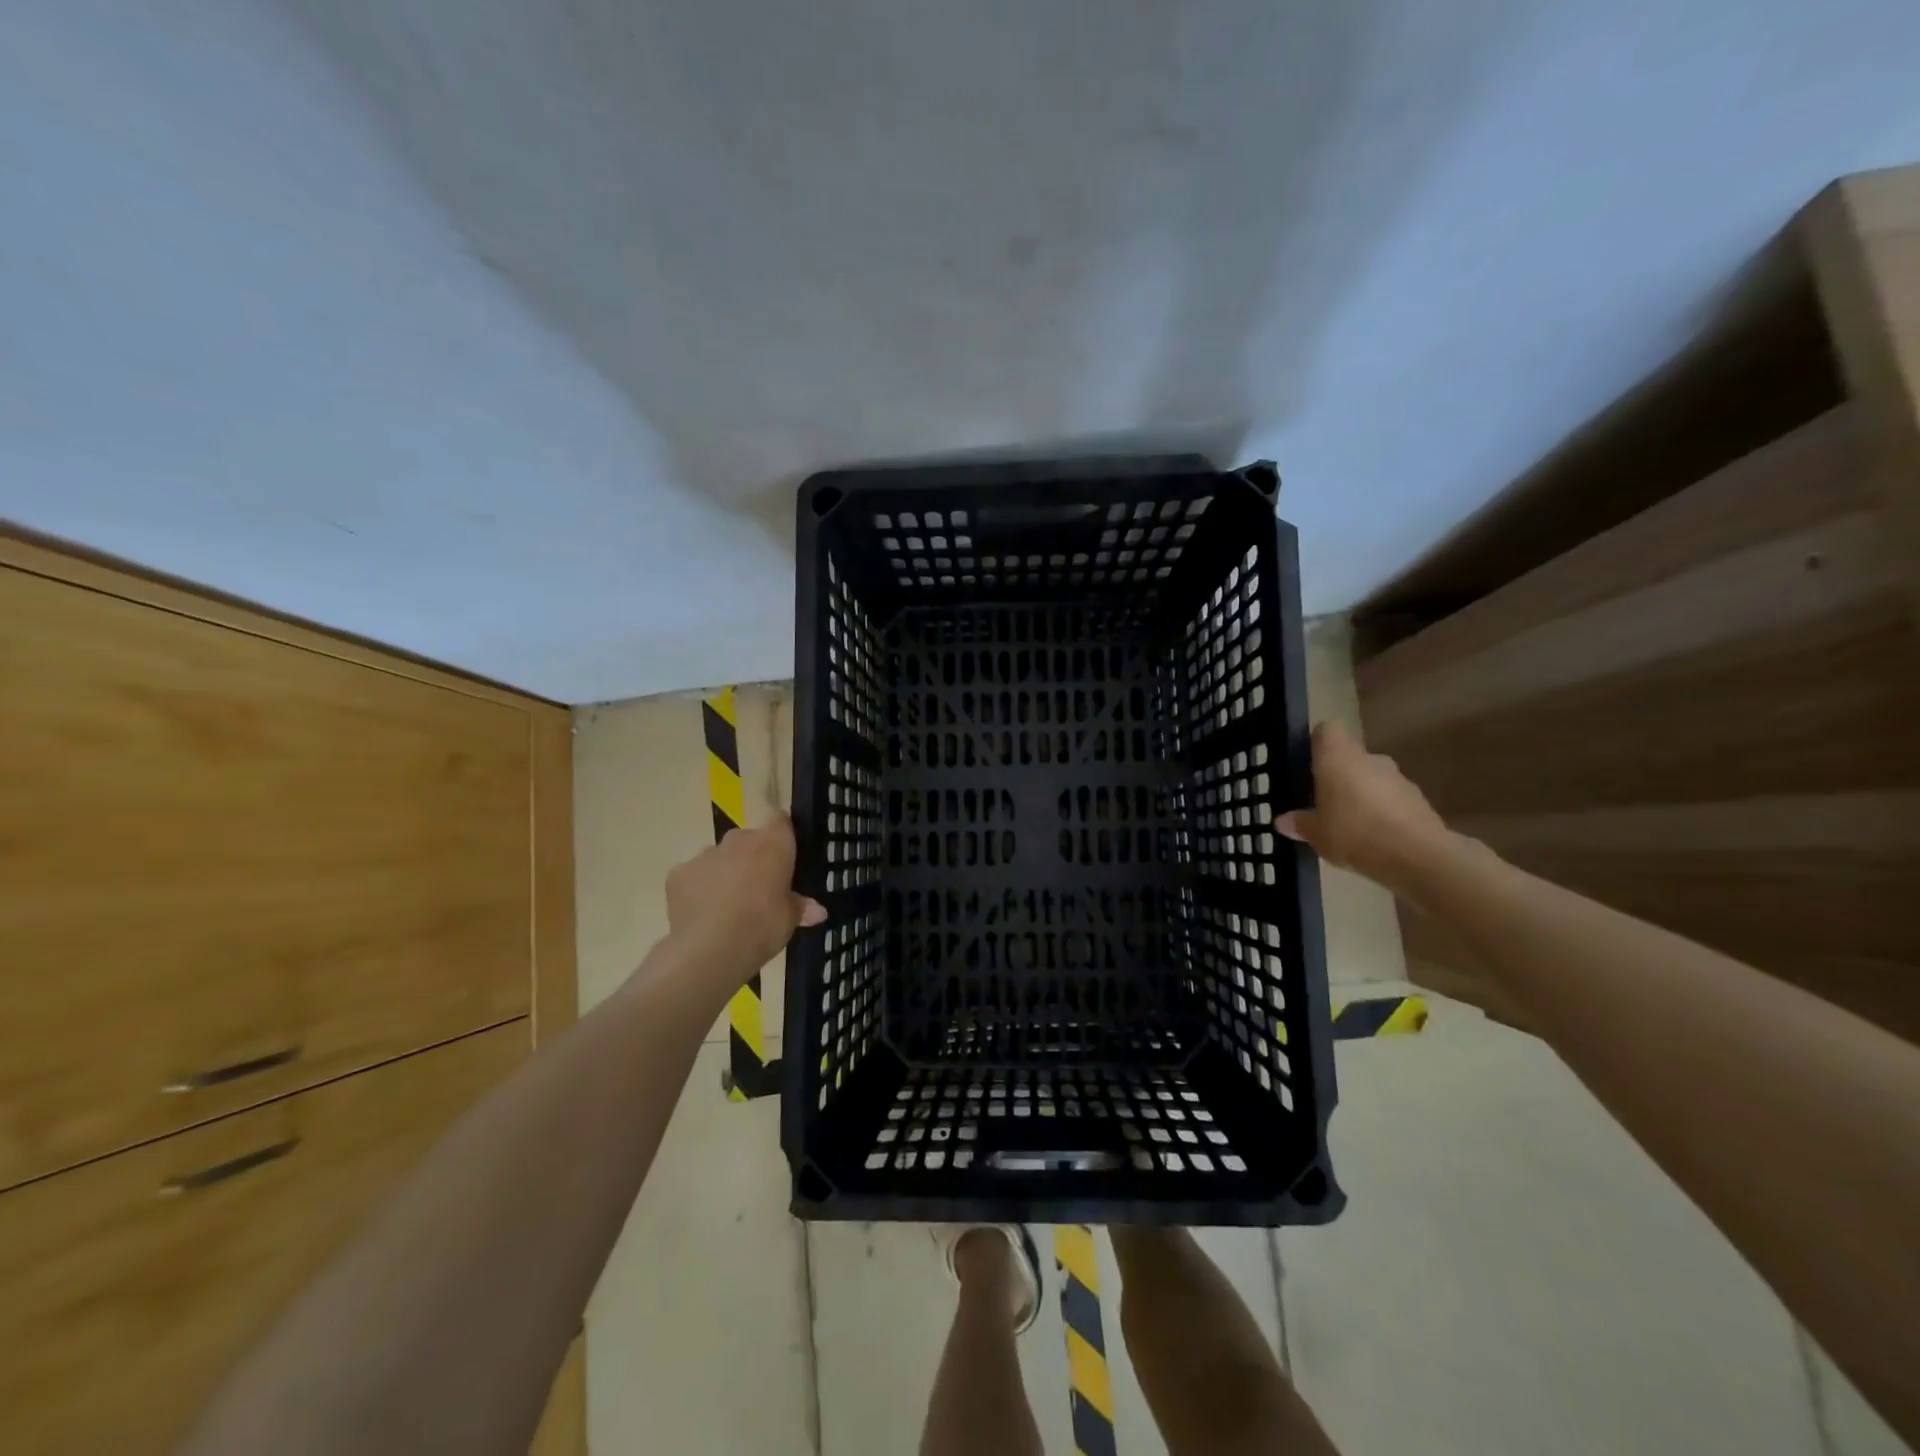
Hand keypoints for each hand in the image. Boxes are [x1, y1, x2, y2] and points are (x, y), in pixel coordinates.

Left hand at [664, 815, 826, 986]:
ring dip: (724, 871)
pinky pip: (693, 874)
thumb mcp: (790, 920)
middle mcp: (739, 840)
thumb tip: (818, 911)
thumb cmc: (762, 927)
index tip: (784, 854)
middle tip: (758, 888)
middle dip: (752, 857)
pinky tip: (701, 913)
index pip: (780, 819)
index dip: (782, 834)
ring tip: (727, 905)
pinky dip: (698, 888)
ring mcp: (705, 854)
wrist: (710, 949)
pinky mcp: (678, 873)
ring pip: (719, 856)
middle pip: (748, 838)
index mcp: (773, 843)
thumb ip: (801, 908)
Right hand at [1275, 722, 1452, 892]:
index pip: (1326, 731)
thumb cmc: (1354, 833)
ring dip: (1361, 794)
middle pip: (1349, 757)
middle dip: (1337, 775)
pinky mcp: (1419, 800)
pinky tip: (1372, 838)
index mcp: (1338, 757)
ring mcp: (1398, 778)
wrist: (1419, 857)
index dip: (1316, 743)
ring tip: (1347, 825)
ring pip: (1371, 778)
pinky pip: (1391, 799)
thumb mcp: (1315, 833)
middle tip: (1322, 801)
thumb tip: (1283, 820)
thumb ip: (1299, 823)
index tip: (1307, 764)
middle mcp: (1369, 758)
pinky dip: (1382, 812)